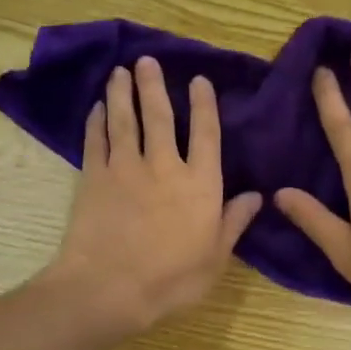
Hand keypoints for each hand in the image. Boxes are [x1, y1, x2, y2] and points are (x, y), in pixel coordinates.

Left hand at [48, 57, 260, 334]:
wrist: (109, 288)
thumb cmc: (172, 279)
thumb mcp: (216, 257)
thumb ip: (234, 221)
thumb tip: (257, 195)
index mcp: (200, 184)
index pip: (206, 134)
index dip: (204, 105)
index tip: (199, 81)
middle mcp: (164, 166)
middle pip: (160, 116)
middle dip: (154, 86)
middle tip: (147, 61)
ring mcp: (125, 168)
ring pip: (125, 121)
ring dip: (123, 94)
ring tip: (120, 72)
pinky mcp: (93, 178)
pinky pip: (95, 141)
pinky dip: (96, 122)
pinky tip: (97, 108)